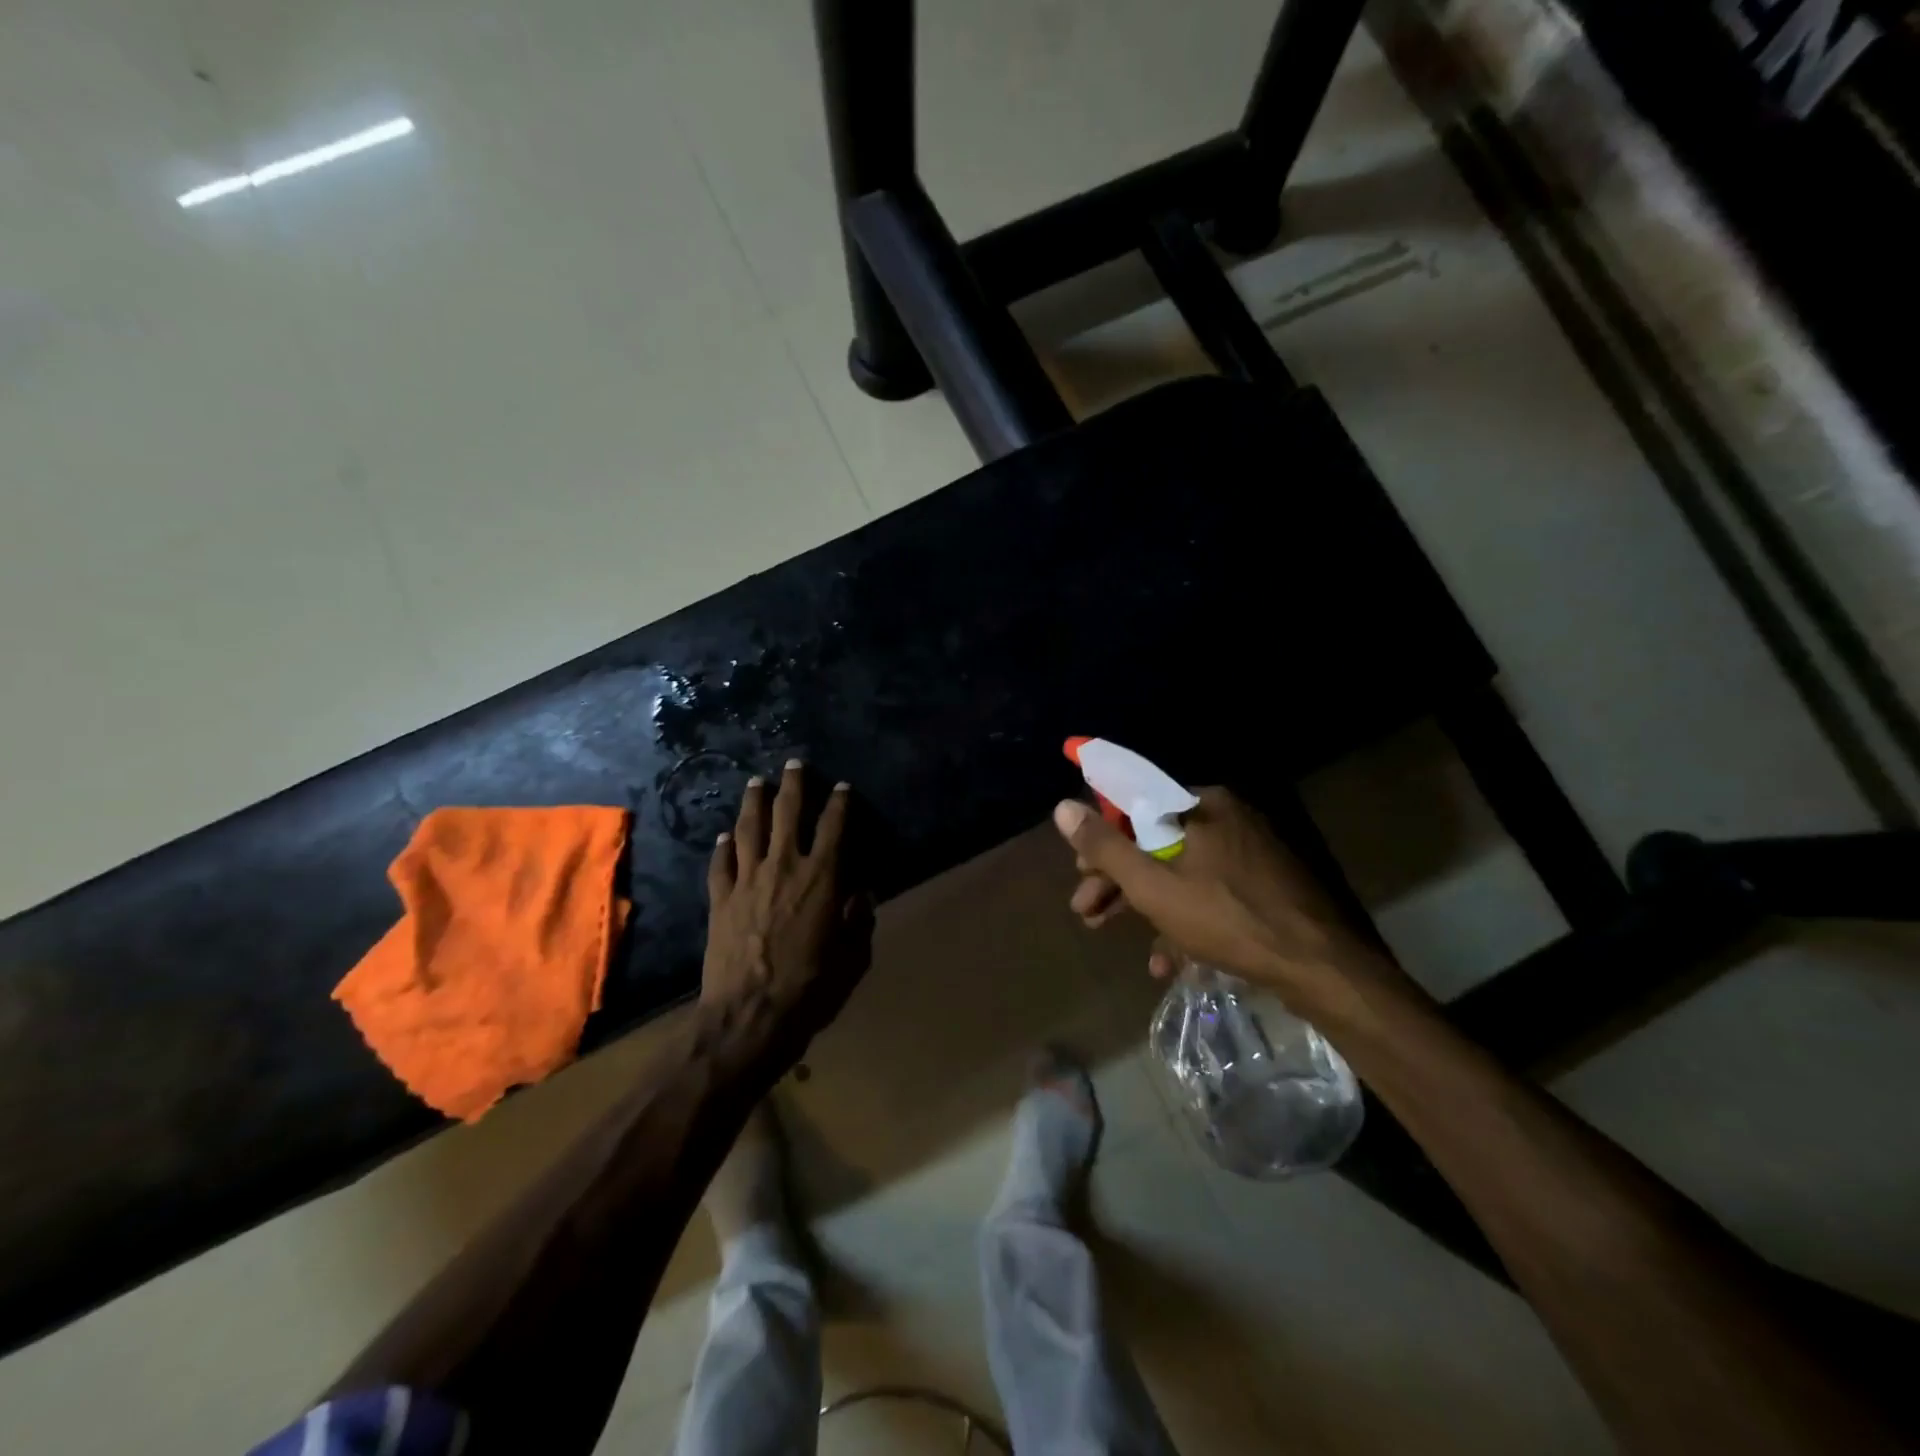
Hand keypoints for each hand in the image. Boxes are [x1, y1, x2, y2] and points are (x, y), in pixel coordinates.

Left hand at [704, 762, 872, 1061]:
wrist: (749, 1016)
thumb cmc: (811, 989)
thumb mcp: (852, 959)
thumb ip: (859, 922)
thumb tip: (863, 895)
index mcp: (822, 878)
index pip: (834, 828)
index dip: (840, 803)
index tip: (842, 787)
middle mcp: (784, 867)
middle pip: (788, 813)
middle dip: (794, 785)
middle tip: (794, 764)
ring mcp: (747, 880)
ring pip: (749, 829)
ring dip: (753, 802)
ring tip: (756, 783)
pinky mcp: (720, 900)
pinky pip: (721, 864)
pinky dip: (722, 847)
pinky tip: (723, 837)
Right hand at [1054, 787, 1404, 1003]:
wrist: (1323, 967)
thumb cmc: (1228, 919)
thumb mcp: (1154, 886)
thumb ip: (1106, 847)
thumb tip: (1062, 807)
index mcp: (1201, 804)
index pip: (1134, 808)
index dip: (1101, 841)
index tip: (1082, 873)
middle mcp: (1227, 816)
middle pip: (1155, 841)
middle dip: (1118, 880)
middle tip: (1089, 913)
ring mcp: (1251, 850)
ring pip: (1181, 870)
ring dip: (1146, 904)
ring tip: (1119, 937)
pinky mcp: (1267, 881)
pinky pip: (1211, 891)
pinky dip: (1185, 917)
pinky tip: (1169, 958)